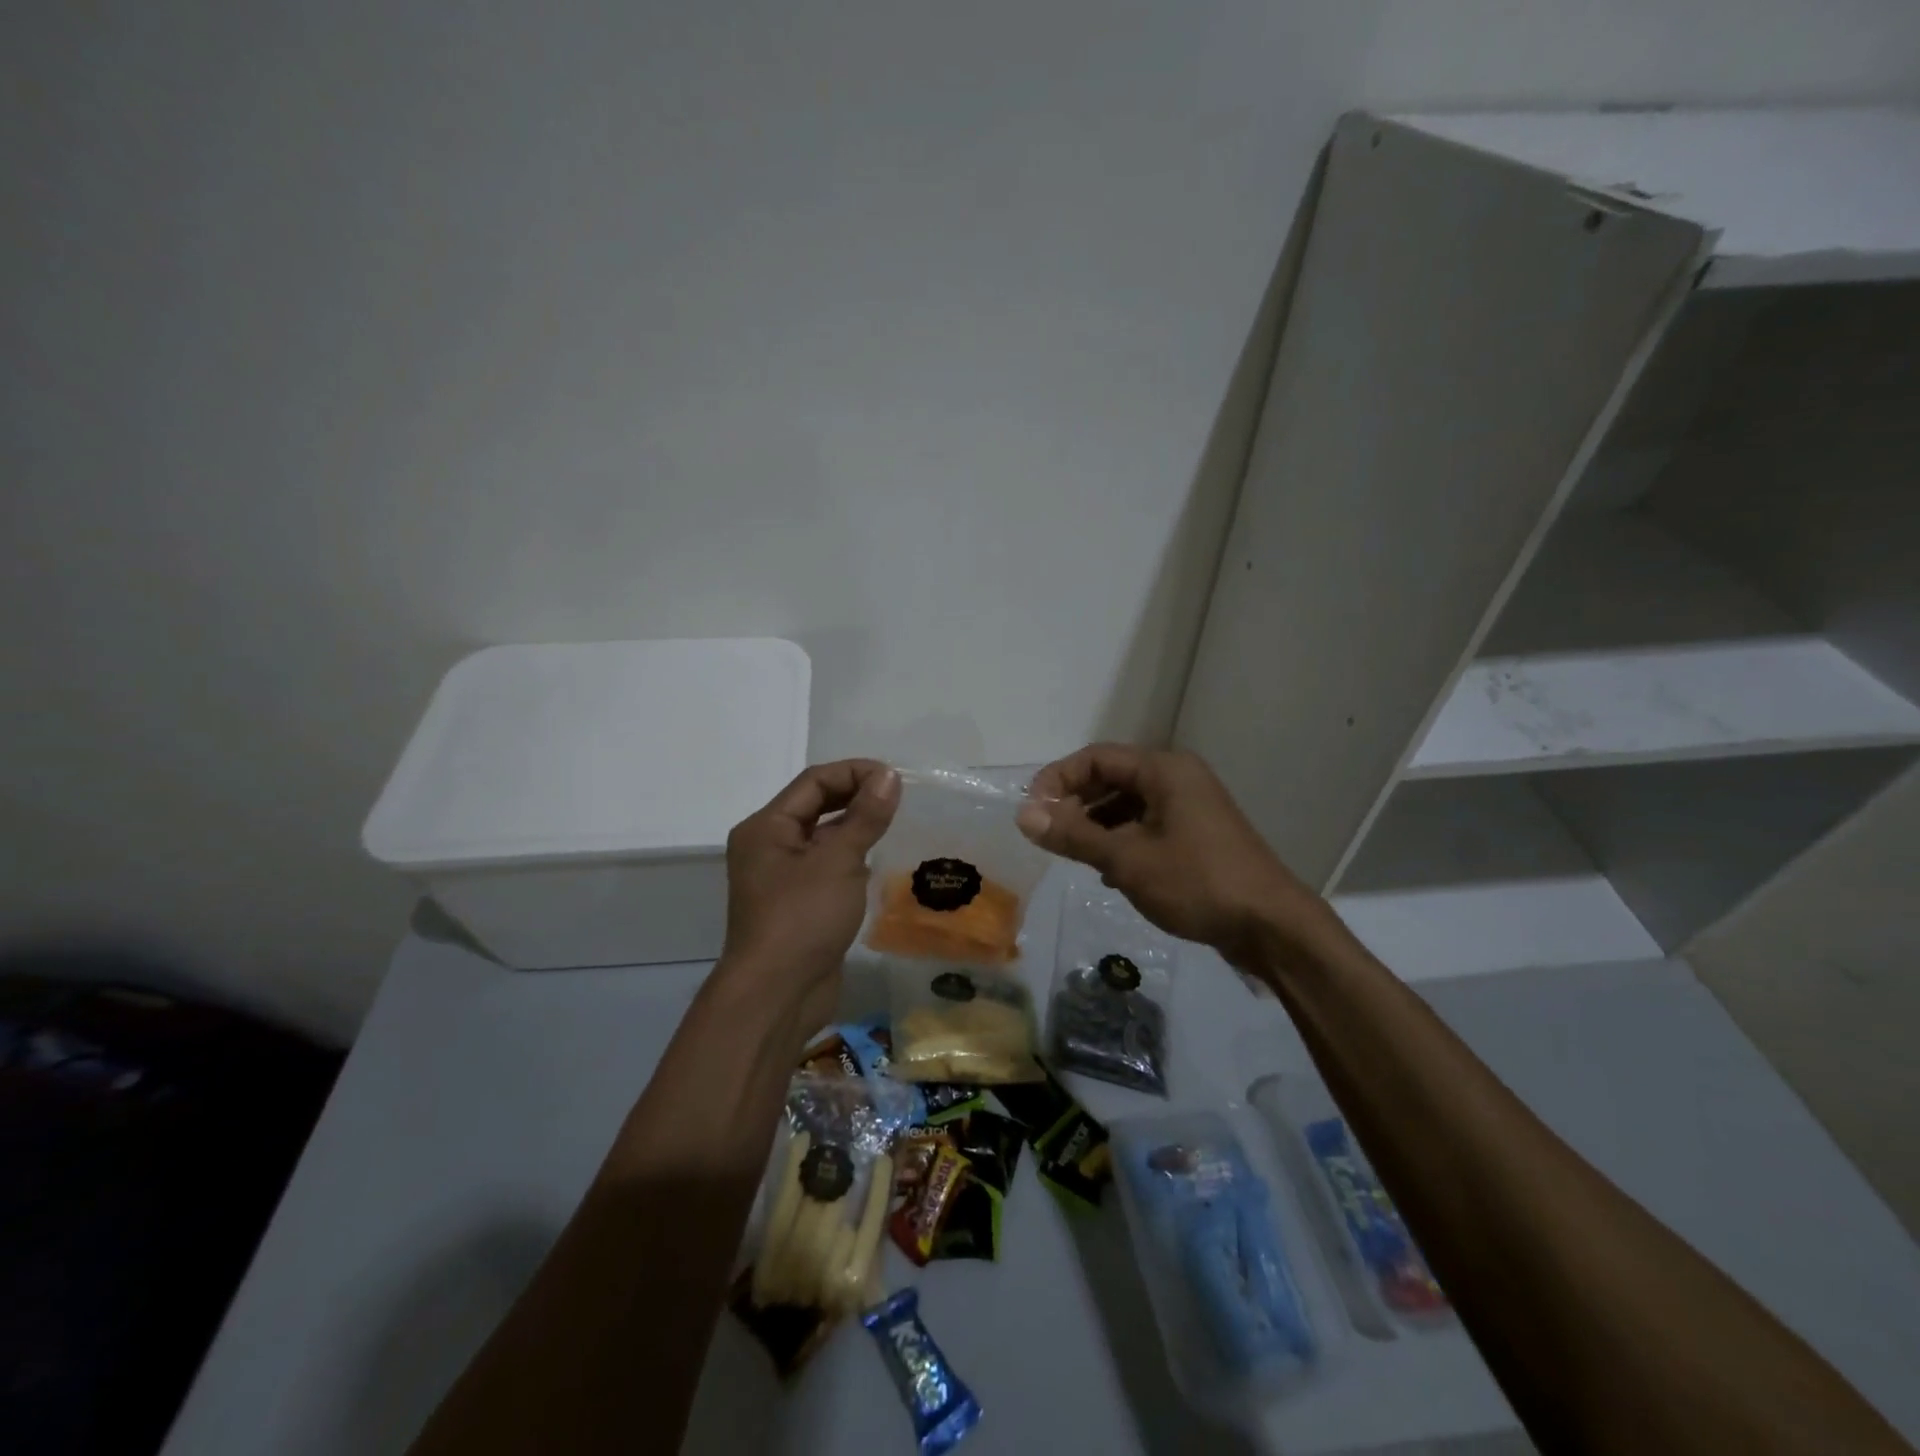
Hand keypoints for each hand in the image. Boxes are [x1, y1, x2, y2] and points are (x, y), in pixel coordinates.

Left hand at [719, 760, 898, 1024]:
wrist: (777, 995)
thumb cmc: (802, 918)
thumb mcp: (839, 861)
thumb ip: (865, 816)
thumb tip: (888, 776)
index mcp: (766, 827)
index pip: (814, 782)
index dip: (854, 772)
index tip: (895, 778)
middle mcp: (768, 846)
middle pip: (815, 806)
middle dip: (856, 798)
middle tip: (899, 799)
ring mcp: (782, 878)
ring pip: (822, 838)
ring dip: (855, 828)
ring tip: (894, 825)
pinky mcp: (798, 905)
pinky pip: (826, 867)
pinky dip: (851, 858)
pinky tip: (878, 862)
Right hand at [1016, 745, 1325, 968]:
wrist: (1271, 927)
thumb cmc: (1197, 883)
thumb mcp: (1127, 860)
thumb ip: (1073, 835)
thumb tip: (1023, 815)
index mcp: (1164, 770)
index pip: (1096, 758)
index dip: (1058, 780)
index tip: (1033, 813)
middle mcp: (1177, 778)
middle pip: (1111, 778)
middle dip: (1076, 804)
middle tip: (1050, 836)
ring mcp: (1190, 807)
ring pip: (1127, 805)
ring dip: (1096, 826)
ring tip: (1075, 856)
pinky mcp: (1196, 835)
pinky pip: (1146, 825)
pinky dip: (1121, 841)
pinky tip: (1108, 872)